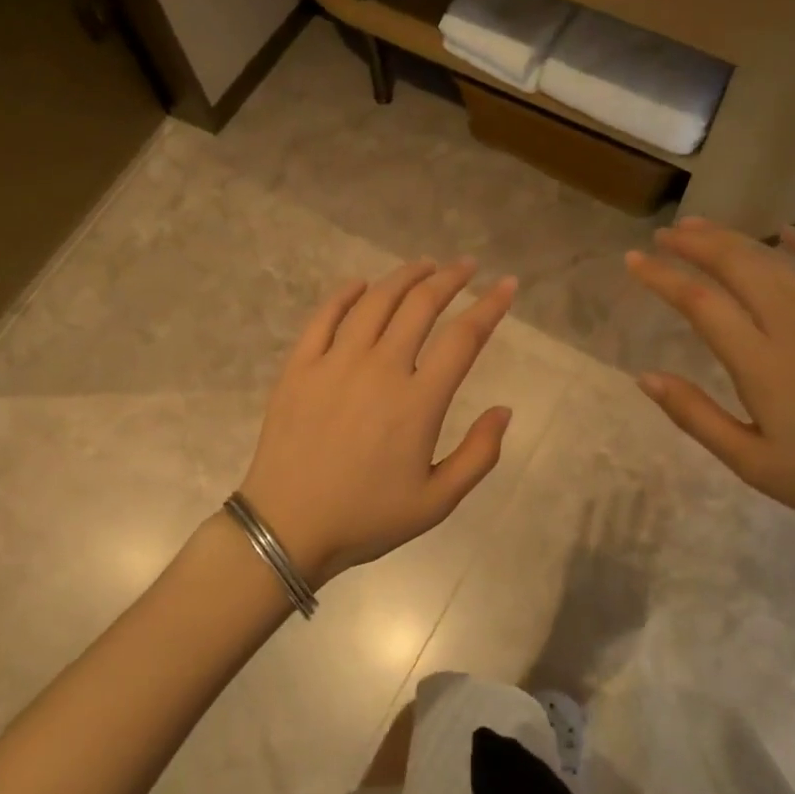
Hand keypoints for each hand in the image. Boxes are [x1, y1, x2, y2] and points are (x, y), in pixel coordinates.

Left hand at [239, 259, 518, 584]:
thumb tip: (504, 411)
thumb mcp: (437, 502)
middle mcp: (379, 369)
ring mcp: (334, 363)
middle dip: (450, 278)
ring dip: (404, 277)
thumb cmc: (366, 518)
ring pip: (375, 301)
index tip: (507, 286)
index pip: (464, 338)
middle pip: (420, 306)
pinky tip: (361, 284)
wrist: (287, 528)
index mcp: (418, 402)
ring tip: (424, 266)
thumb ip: (479, 455)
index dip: (490, 306)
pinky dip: (346, 294)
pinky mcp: (299, 367)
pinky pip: (324, 316)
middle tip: (466, 267)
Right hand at [627, 218, 794, 536]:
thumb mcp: (750, 462)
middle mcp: (794, 325)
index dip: (662, 277)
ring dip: (736, 239)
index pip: (700, 303)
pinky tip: (788, 233)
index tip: (632, 261)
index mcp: (761, 363)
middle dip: (695, 244)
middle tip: (662, 236)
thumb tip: (645, 377)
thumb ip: (695, 415)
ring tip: (702, 227)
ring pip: (777, 261)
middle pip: (738, 265)